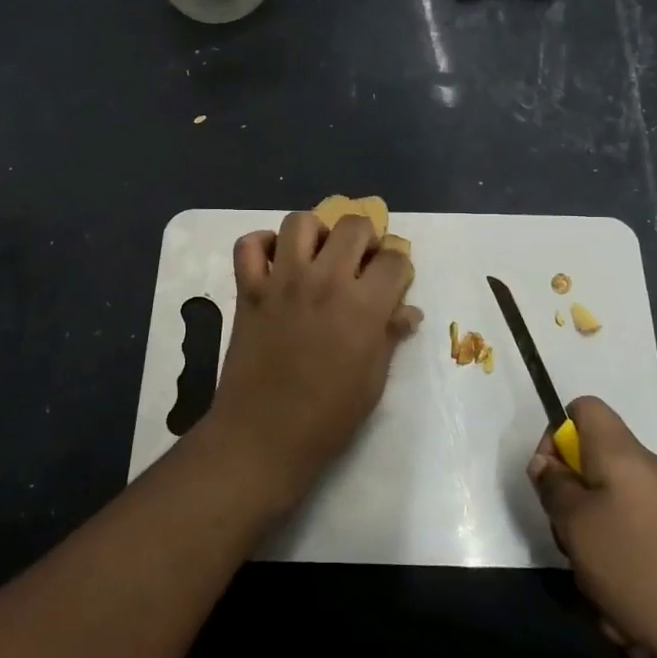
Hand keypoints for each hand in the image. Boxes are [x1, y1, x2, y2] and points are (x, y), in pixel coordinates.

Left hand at [206, 211, 422, 497]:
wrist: (264, 435)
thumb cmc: (328, 416)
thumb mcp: (373, 380)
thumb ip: (390, 336)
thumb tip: (408, 312)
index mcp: (363, 305)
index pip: (394, 259)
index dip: (399, 266)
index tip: (394, 280)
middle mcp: (324, 281)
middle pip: (353, 226)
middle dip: (365, 238)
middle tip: (360, 261)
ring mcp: (282, 281)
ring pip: (300, 222)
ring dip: (316, 232)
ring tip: (318, 256)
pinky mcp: (248, 290)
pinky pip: (249, 245)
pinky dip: (262, 245)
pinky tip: (276, 262)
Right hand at [529, 396, 656, 657]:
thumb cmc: (647, 570)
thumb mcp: (579, 528)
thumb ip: (555, 489)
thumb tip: (547, 463)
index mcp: (621, 455)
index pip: (582, 409)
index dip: (555, 437)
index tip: (550, 482)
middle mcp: (649, 475)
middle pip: (593, 475)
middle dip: (574, 518)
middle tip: (574, 552)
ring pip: (614, 526)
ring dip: (600, 566)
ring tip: (609, 606)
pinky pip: (642, 559)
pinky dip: (630, 588)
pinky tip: (637, 626)